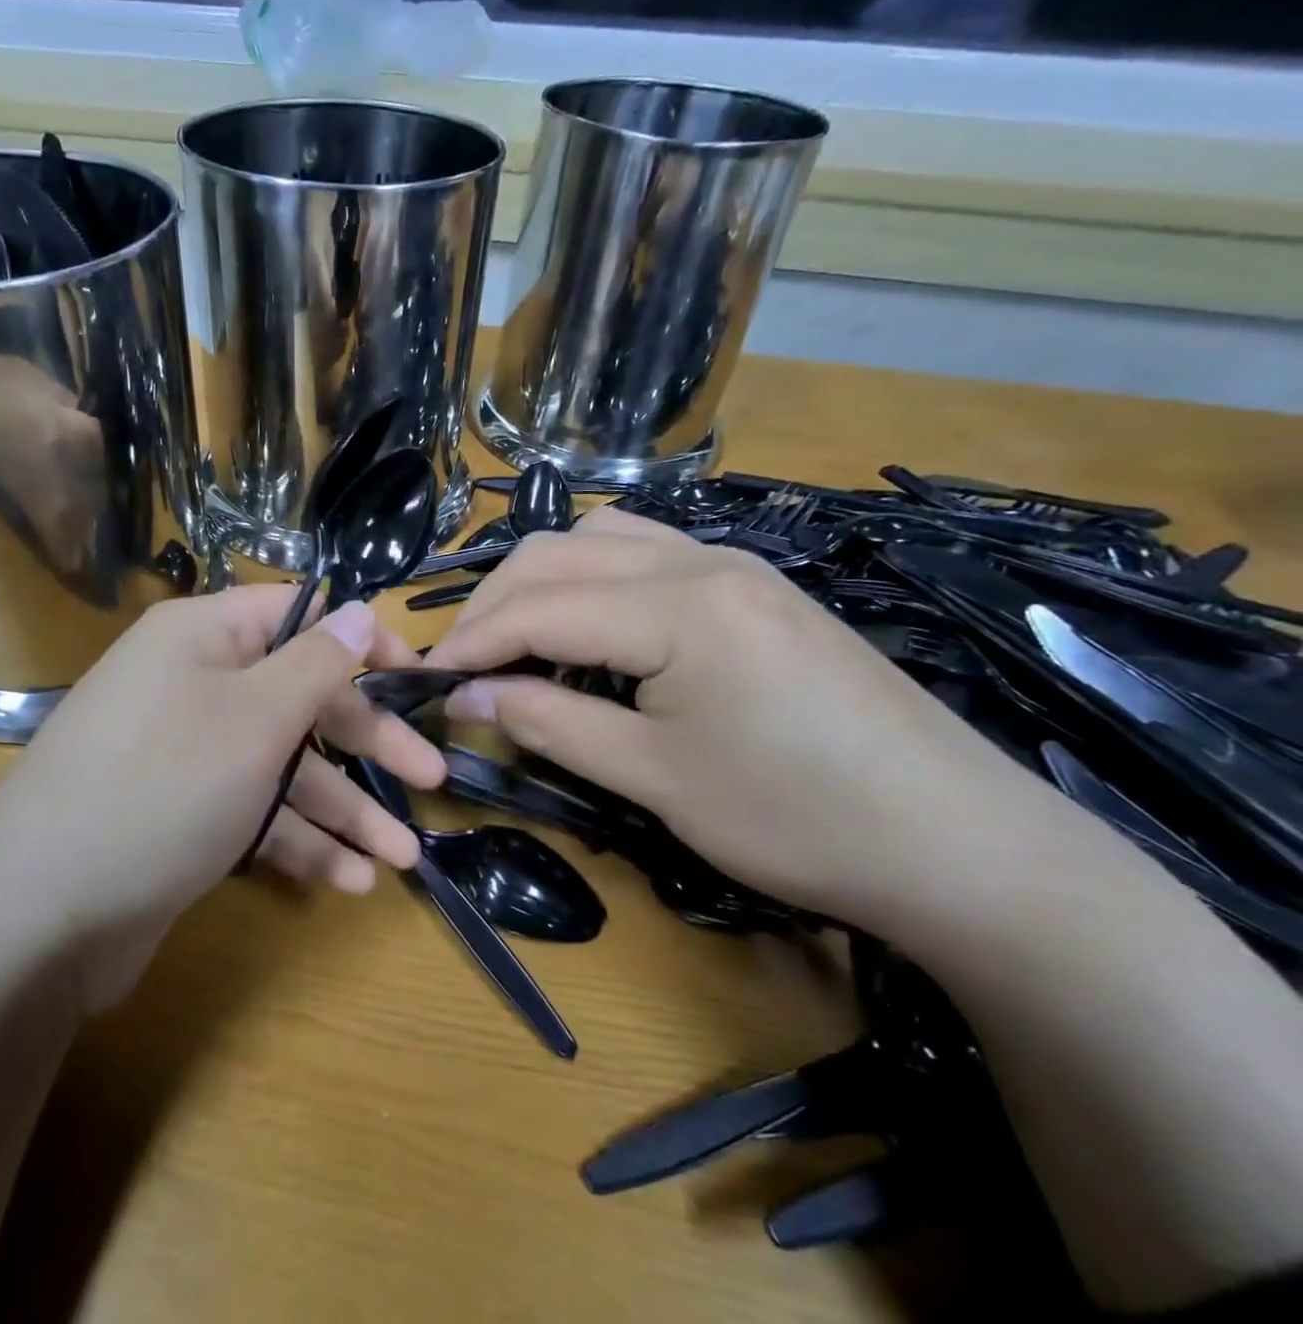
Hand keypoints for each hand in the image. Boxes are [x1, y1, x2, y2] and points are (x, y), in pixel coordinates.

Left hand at [0, 587, 444, 946]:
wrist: (39, 913)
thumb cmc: (164, 786)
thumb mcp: (256, 716)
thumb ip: (318, 662)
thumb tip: (361, 607)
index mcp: (203, 637)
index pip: (299, 614)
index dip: (360, 641)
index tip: (415, 677)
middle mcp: (193, 684)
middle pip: (299, 698)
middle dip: (368, 742)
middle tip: (432, 777)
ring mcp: (186, 753)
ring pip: (282, 766)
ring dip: (343, 809)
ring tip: (402, 857)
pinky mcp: (182, 813)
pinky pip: (253, 811)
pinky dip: (298, 841)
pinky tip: (348, 880)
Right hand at [423, 507, 1049, 931]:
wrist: (959, 842)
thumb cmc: (798, 818)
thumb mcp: (654, 778)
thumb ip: (550, 722)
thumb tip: (468, 696)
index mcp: (678, 605)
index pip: (538, 605)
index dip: (470, 641)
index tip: (424, 680)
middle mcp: (701, 560)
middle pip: (560, 554)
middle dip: (495, 603)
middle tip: (461, 663)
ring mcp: (734, 565)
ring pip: (602, 539)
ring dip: (542, 581)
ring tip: (514, 638)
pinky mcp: (754, 586)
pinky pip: (646, 554)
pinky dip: (592, 580)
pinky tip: (588, 626)